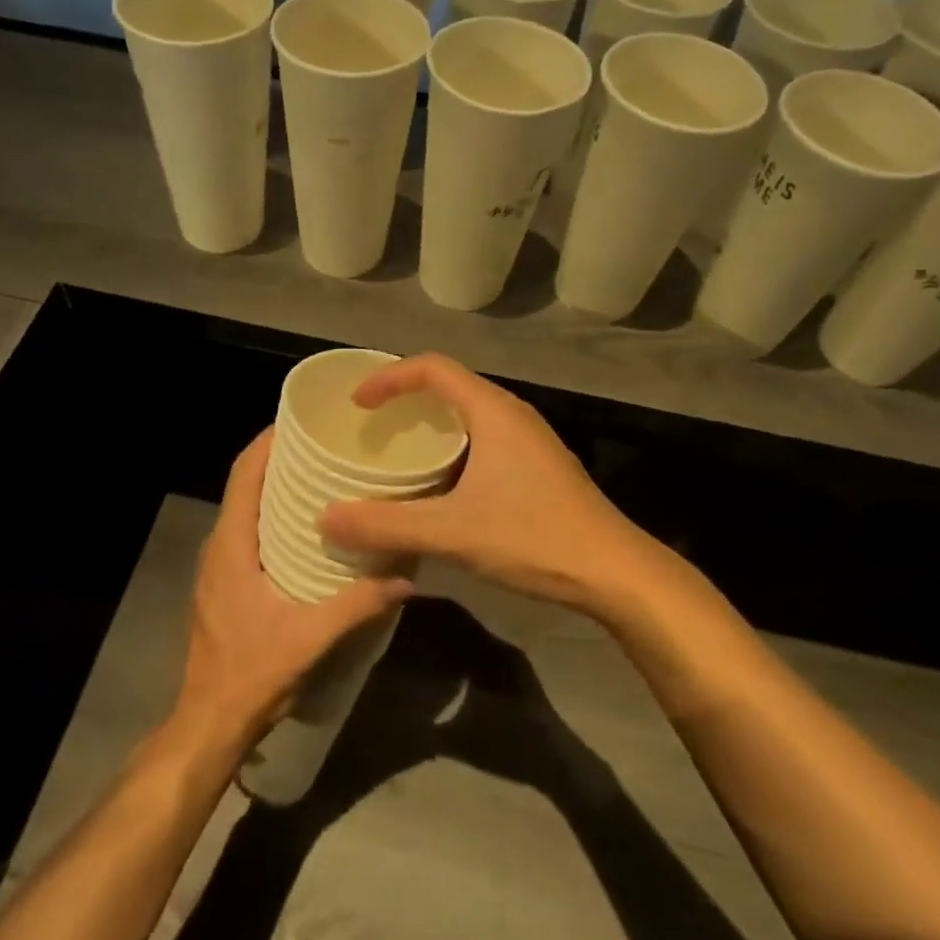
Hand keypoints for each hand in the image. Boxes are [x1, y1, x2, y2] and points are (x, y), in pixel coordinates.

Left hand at [172, 429, 412, 754]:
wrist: (209, 722)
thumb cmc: (252, 673)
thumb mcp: (310, 638)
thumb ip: (358, 605)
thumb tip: (407, 577)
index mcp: (232, 545)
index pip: (244, 475)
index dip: (268, 442)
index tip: (302, 420)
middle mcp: (220, 546)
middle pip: (246, 484)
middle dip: (280, 458)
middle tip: (326, 445)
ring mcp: (218, 565)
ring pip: (246, 508)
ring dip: (277, 487)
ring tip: (323, 476)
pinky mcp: (225, 583)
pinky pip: (248, 531)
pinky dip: (274, 515)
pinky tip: (309, 527)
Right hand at [317, 355, 663, 617]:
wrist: (613, 572)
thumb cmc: (534, 537)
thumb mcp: (452, 532)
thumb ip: (386, 524)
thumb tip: (326, 518)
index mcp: (492, 412)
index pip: (432, 368)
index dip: (389, 377)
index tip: (357, 403)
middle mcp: (512, 415)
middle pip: (450, 386)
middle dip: (406, 400)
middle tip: (370, 427)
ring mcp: (529, 441)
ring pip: (468, 416)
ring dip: (430, 427)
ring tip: (396, 454)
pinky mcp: (538, 467)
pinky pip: (483, 440)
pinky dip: (451, 450)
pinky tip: (438, 488)